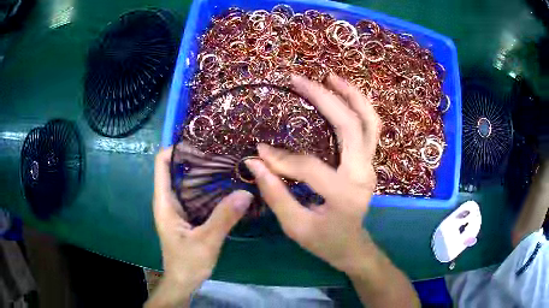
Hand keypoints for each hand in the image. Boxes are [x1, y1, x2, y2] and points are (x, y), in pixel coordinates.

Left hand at [147, 147, 252, 306]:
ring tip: (228, 164)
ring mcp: (178, 208)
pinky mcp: (187, 216)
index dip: (176, 148)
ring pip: (188, 182)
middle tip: (222, 152)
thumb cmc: (187, 263)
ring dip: (204, 173)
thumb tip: (245, 192)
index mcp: (165, 202)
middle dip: (196, 158)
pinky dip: (209, 188)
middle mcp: (169, 200)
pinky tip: (226, 186)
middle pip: (177, 169)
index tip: (201, 143)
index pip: (162, 163)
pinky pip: (196, 195)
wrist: (183, 282)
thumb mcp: (206, 241)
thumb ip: (224, 217)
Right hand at [245, 74, 380, 274]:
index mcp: (344, 195)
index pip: (309, 166)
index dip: (281, 159)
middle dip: (323, 98)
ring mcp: (370, 166)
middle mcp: (362, 174)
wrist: (352, 247)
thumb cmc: (325, 242)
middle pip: (350, 126)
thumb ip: (276, 194)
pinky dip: (359, 107)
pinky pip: (369, 129)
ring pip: (369, 122)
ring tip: (330, 77)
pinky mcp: (369, 162)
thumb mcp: (296, 227)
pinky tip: (343, 95)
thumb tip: (255, 162)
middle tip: (299, 80)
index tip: (259, 152)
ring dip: (351, 96)